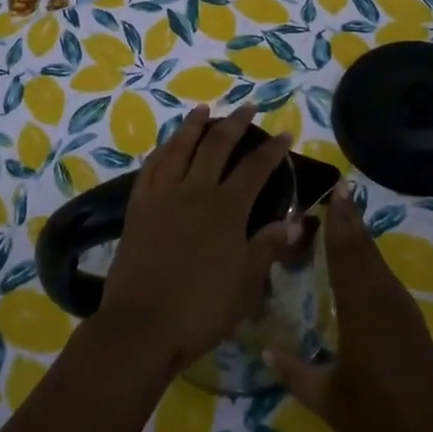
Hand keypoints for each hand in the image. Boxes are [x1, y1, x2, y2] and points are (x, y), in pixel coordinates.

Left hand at [96, 104, 299, 376]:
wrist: (142, 325)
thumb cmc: (201, 309)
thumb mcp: (246, 284)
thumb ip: (267, 247)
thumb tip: (294, 221)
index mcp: (226, 209)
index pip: (255, 169)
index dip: (272, 150)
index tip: (285, 133)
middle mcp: (195, 191)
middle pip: (217, 146)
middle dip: (236, 123)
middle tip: (248, 106)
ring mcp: (163, 195)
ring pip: (180, 148)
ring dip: (194, 125)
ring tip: (203, 109)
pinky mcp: (138, 206)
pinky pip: (151, 167)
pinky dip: (162, 150)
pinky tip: (167, 145)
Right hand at [269, 185, 432, 431]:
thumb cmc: (379, 422)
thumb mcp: (329, 400)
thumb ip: (294, 372)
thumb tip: (263, 351)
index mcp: (361, 308)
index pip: (345, 252)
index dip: (339, 220)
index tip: (335, 188)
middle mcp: (383, 298)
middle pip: (364, 248)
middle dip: (351, 219)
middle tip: (338, 190)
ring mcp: (403, 310)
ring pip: (378, 262)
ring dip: (362, 238)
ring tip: (345, 218)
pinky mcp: (413, 325)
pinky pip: (386, 279)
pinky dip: (371, 262)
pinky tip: (363, 267)